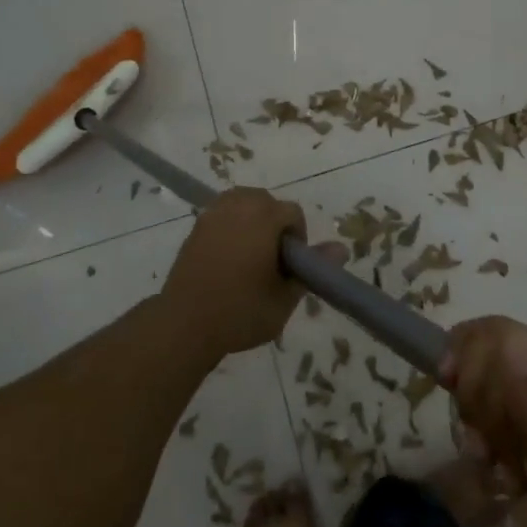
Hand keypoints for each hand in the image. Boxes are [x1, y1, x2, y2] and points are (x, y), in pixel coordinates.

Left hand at [161, 188, 333, 357]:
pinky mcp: (196, 226)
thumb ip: (312, 270)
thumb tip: (342, 248)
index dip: (297, 239)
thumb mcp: (285, 298)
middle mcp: (238, 206)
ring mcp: (213, 214)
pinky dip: (231, 226)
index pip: (292, 213)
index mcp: (263, 217)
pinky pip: (222, 214)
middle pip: (267, 202)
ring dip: (252, 221)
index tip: (289, 267)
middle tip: (271, 262)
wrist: (184, 324)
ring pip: (243, 203)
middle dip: (274, 225)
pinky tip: (228, 257)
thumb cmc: (240, 312)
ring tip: (250, 256)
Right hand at [445, 317, 526, 526]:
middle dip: (490, 402)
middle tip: (490, 461)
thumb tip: (512, 335)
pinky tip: (493, 454)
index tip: (482, 452)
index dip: (500, 388)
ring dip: (482, 410)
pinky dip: (483, 412)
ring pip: (504, 352)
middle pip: (523, 345)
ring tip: (495, 464)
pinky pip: (501, 369)